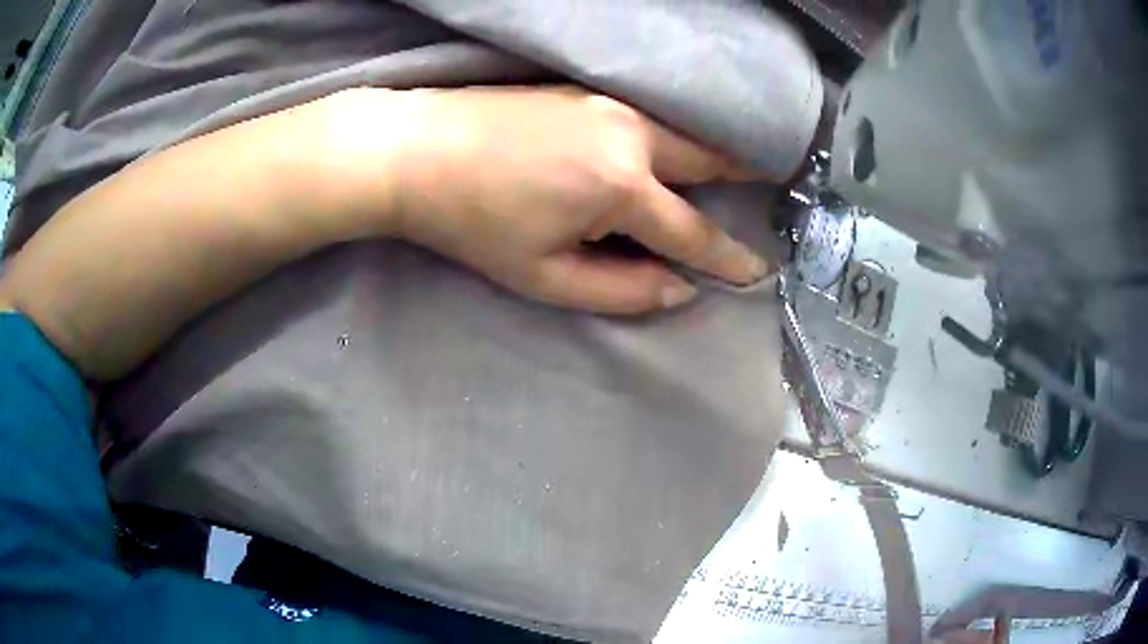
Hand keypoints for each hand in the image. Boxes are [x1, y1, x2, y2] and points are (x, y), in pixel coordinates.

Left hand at [335, 87, 770, 313]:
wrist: (418, 150)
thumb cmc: (473, 222)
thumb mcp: (543, 276)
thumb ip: (621, 289)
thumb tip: (679, 288)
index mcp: (619, 187)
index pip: (693, 231)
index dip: (729, 258)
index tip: (758, 271)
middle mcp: (630, 135)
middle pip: (708, 160)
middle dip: (744, 176)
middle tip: (775, 186)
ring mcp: (609, 104)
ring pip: (683, 131)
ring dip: (713, 151)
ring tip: (739, 167)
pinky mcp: (588, 91)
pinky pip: (652, 115)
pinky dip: (677, 133)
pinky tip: (680, 143)